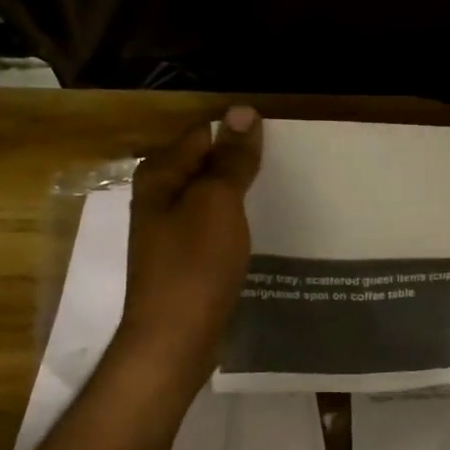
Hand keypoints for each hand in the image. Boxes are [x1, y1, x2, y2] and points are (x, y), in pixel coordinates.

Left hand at [113, 107, 261, 380]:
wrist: (176, 339)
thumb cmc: (195, 264)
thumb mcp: (217, 203)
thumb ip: (231, 158)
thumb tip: (242, 111)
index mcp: (160, 175)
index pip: (204, 134)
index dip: (239, 134)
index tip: (279, 142)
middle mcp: (160, 198)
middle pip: (207, 165)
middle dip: (243, 164)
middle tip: (289, 167)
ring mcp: (172, 231)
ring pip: (214, 198)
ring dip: (243, 195)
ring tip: (285, 194)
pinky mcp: (187, 259)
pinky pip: (216, 227)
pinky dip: (238, 224)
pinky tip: (264, 230)